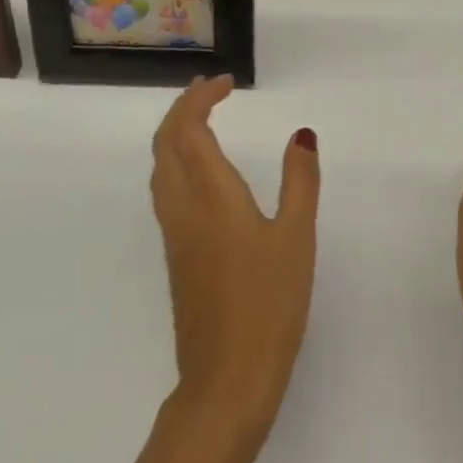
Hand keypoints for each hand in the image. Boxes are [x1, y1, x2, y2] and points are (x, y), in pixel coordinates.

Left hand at [150, 76, 318, 446]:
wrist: (226, 378)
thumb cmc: (269, 305)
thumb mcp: (297, 238)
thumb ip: (300, 182)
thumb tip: (301, 135)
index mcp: (210, 196)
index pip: (188, 129)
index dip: (200, 98)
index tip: (226, 83)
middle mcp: (182, 208)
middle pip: (164, 143)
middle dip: (182, 108)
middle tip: (212, 91)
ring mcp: (175, 234)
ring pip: (160, 167)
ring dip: (175, 134)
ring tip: (205, 120)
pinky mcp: (176, 256)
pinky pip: (166, 190)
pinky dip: (177, 161)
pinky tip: (202, 174)